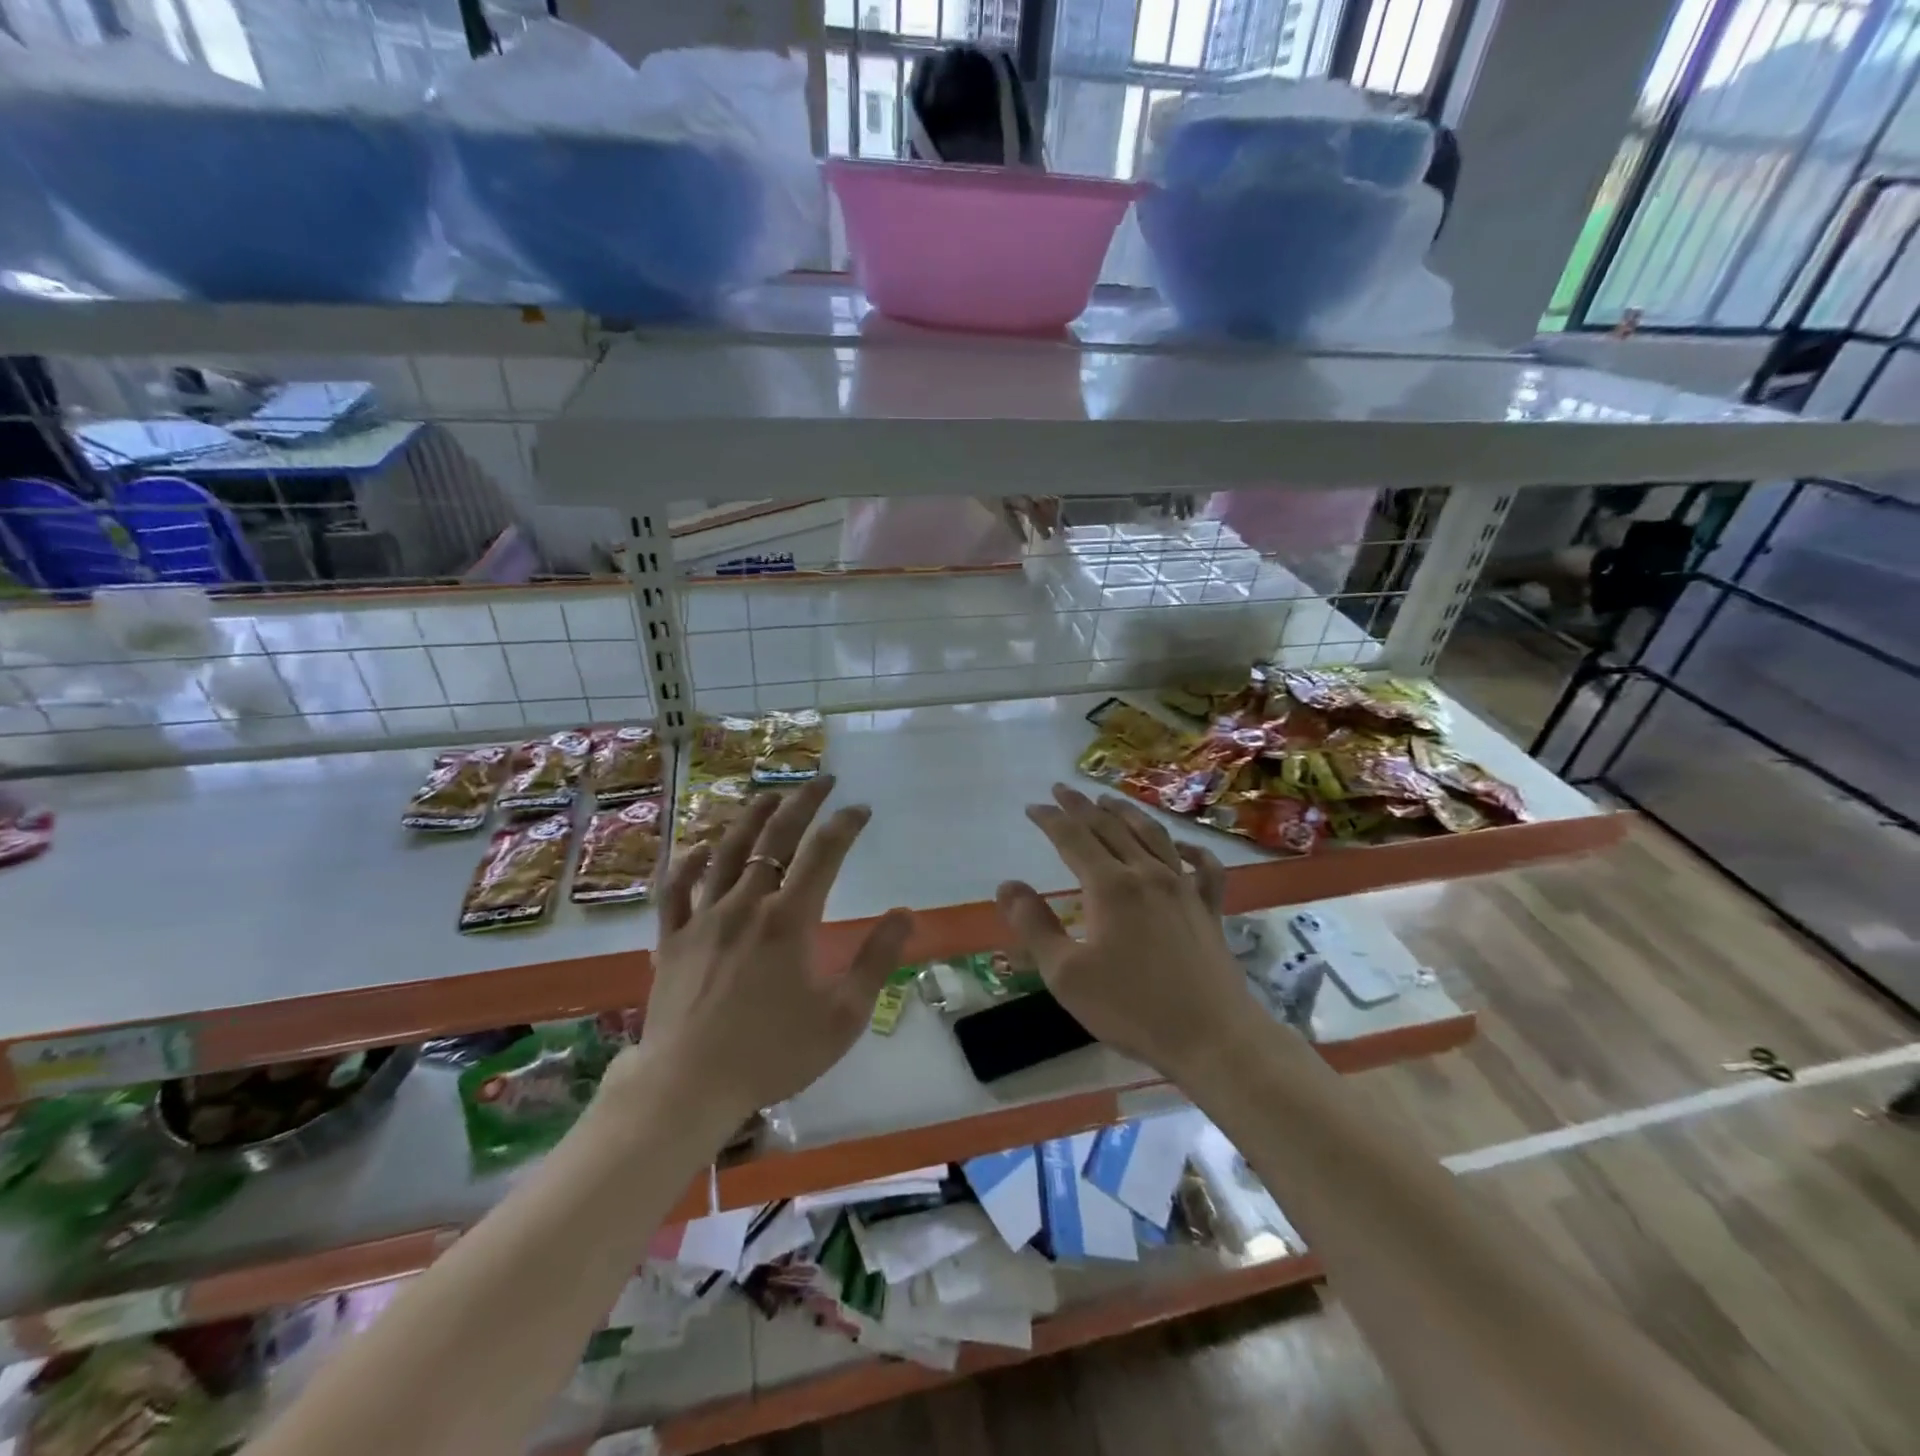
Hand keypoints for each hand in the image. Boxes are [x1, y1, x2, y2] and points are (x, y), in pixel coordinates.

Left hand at [633, 777, 913, 1122]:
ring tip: (770, 795)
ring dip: (751, 817)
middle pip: (775, 837)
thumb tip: (904, 914)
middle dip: (803, 802)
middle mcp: (747, 904)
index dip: (845, 824)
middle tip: (822, 781)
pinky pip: (676, 889)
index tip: (861, 810)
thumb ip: (876, 960)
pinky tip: (700, 847)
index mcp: (790, 919)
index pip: (824, 853)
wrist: (688, 1087)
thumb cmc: (773, 1054)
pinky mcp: (673, 938)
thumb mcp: (842, 1016)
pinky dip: (687, 862)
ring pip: (726, 851)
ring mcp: (704, 917)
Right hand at [996, 784, 1264, 1080]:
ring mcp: (1183, 888)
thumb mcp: (1066, 974)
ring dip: (1126, 813)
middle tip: (1062, 790)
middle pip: (1110, 828)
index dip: (1051, 820)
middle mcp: (1147, 874)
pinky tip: (1180, 846)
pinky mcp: (1209, 908)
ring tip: (1108, 801)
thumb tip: (1007, 885)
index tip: (1033, 807)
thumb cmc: (1132, 1008)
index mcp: (1110, 886)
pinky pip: (1203, 867)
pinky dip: (1190, 850)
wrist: (1212, 1037)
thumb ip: (1034, 925)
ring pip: (1152, 836)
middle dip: (1082, 806)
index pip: (1073, 839)